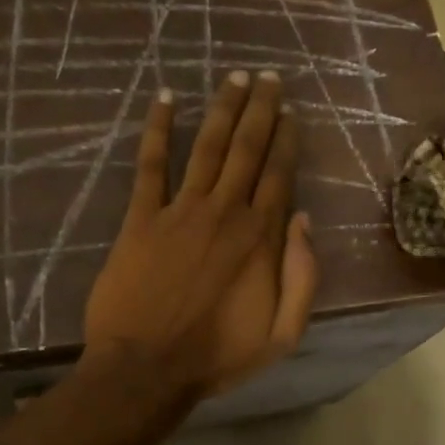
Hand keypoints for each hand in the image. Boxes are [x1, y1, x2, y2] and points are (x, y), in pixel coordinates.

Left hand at [82, 70, 319, 405]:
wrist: (147, 368)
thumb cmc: (217, 356)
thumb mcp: (282, 334)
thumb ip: (302, 277)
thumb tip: (303, 220)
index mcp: (260, 238)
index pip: (279, 174)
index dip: (286, 139)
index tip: (290, 111)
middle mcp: (225, 212)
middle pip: (247, 149)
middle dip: (260, 109)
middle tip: (268, 76)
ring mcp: (180, 211)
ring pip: (207, 147)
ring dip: (222, 108)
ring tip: (234, 77)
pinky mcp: (141, 218)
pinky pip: (151, 165)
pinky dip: (158, 129)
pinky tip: (165, 99)